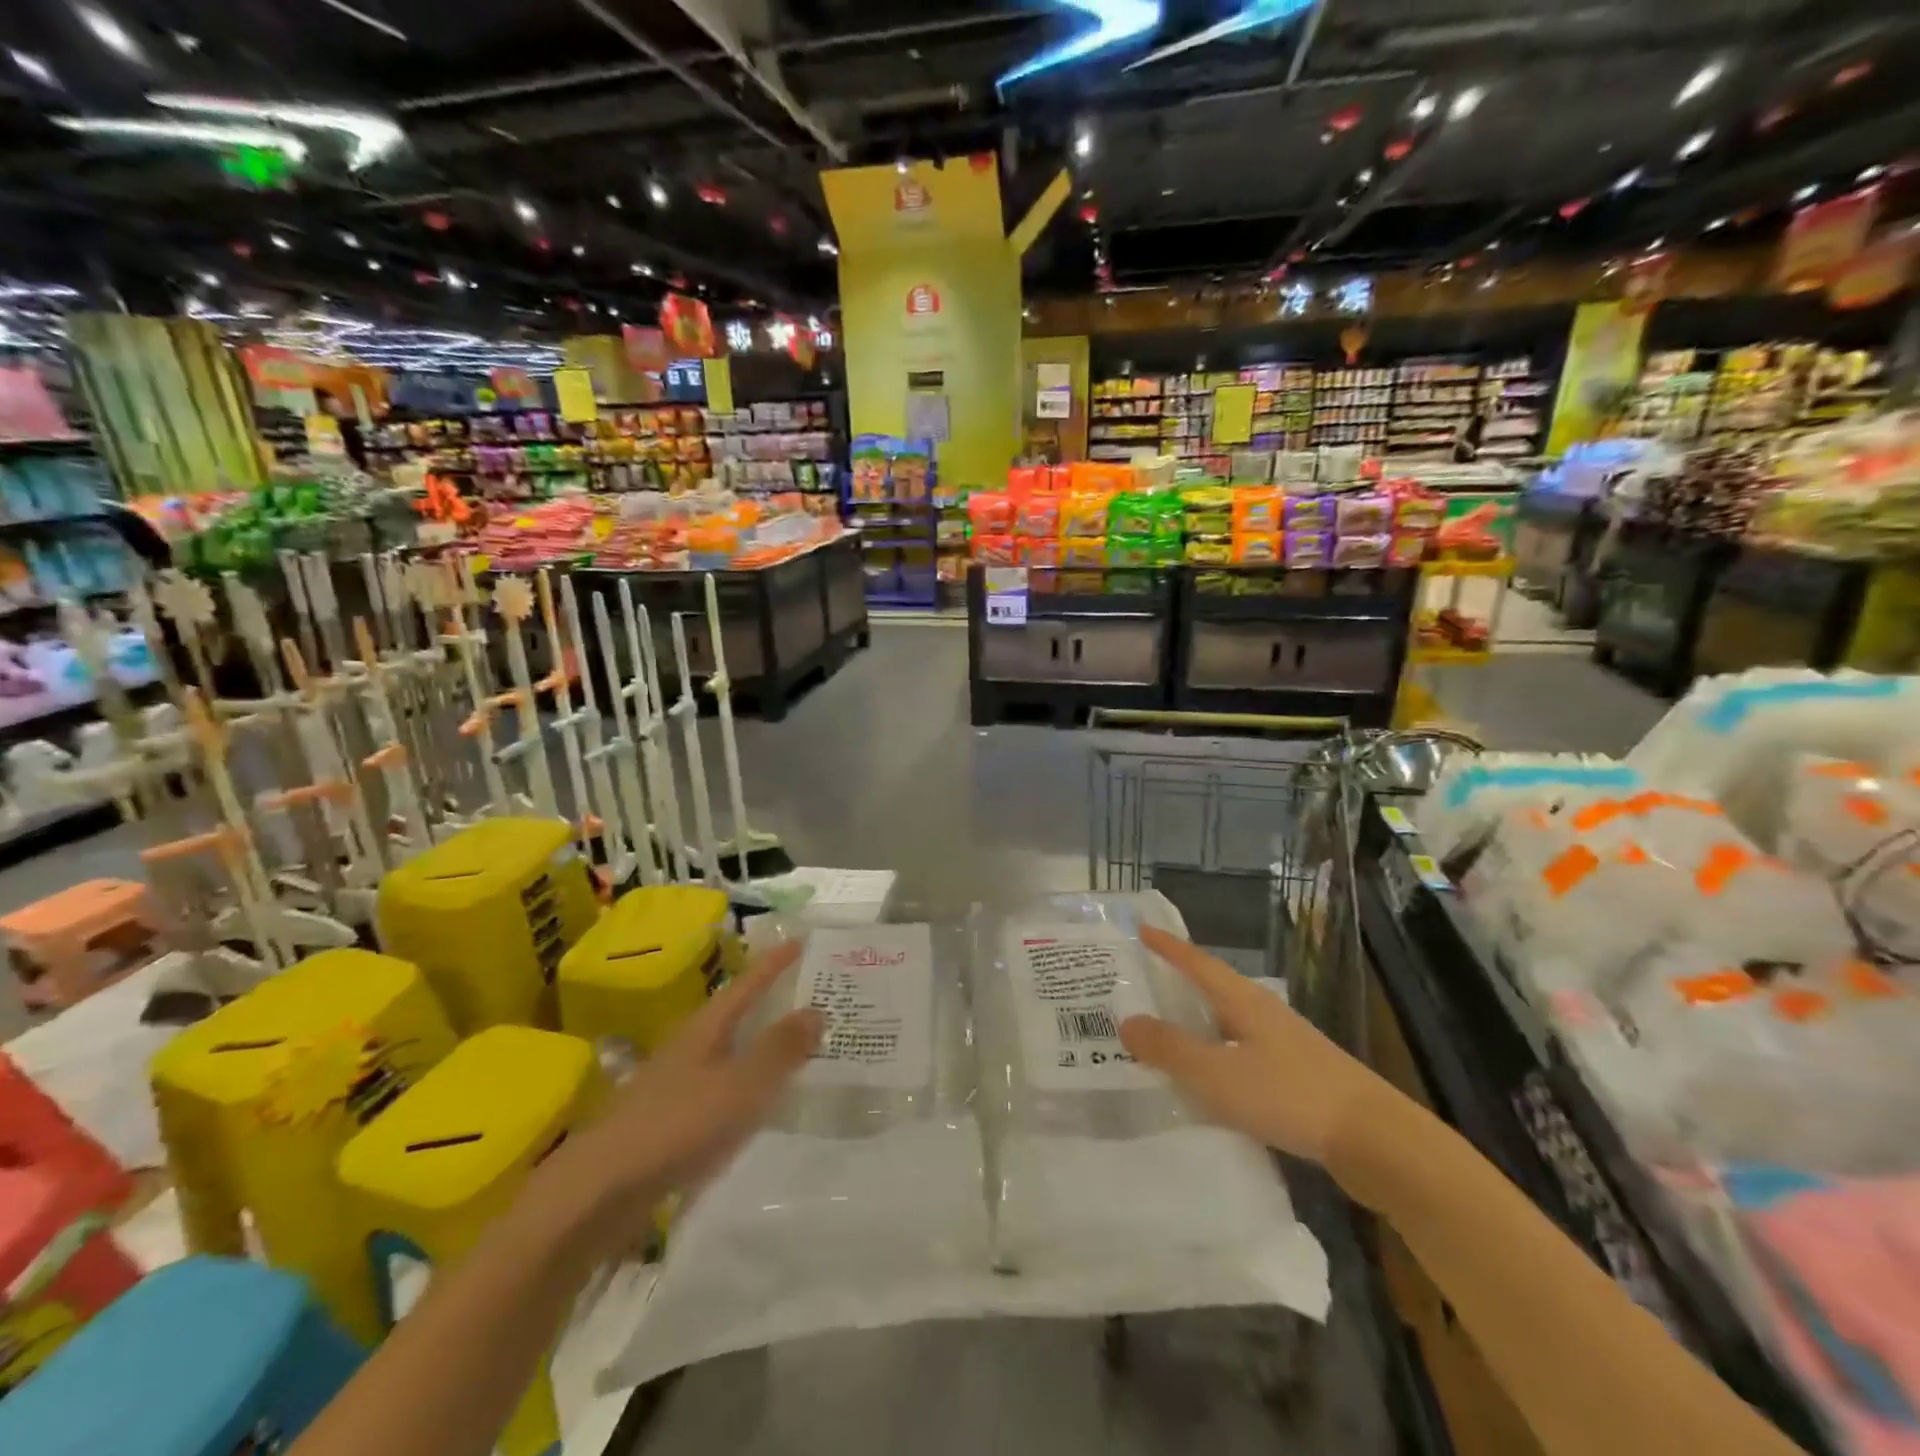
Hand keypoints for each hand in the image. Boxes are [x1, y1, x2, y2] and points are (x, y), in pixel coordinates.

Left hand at [552, 942, 820, 1250]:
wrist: (599, 1193)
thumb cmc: (677, 1126)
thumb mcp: (740, 1084)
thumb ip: (779, 1049)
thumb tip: (815, 1009)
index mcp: (705, 1029)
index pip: (747, 985)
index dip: (773, 964)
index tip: (799, 941)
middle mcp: (689, 1048)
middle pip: (735, 1015)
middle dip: (768, 1001)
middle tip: (807, 992)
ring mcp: (674, 1085)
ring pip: (727, 1052)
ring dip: (757, 1044)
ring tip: (792, 1045)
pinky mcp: (668, 1122)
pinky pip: (719, 1088)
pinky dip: (744, 1084)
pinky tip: (756, 1103)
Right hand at [1120, 925, 1396, 1166]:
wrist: (1376, 1142)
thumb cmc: (1290, 1096)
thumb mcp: (1217, 1074)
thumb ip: (1170, 1049)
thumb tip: (1126, 1022)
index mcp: (1245, 1002)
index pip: (1198, 964)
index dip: (1169, 948)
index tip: (1143, 929)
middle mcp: (1266, 1015)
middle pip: (1216, 989)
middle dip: (1181, 983)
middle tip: (1145, 982)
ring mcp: (1287, 1046)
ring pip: (1231, 1024)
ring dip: (1200, 1023)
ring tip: (1169, 1031)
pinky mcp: (1300, 1078)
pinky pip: (1245, 1054)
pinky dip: (1219, 1056)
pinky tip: (1212, 1080)